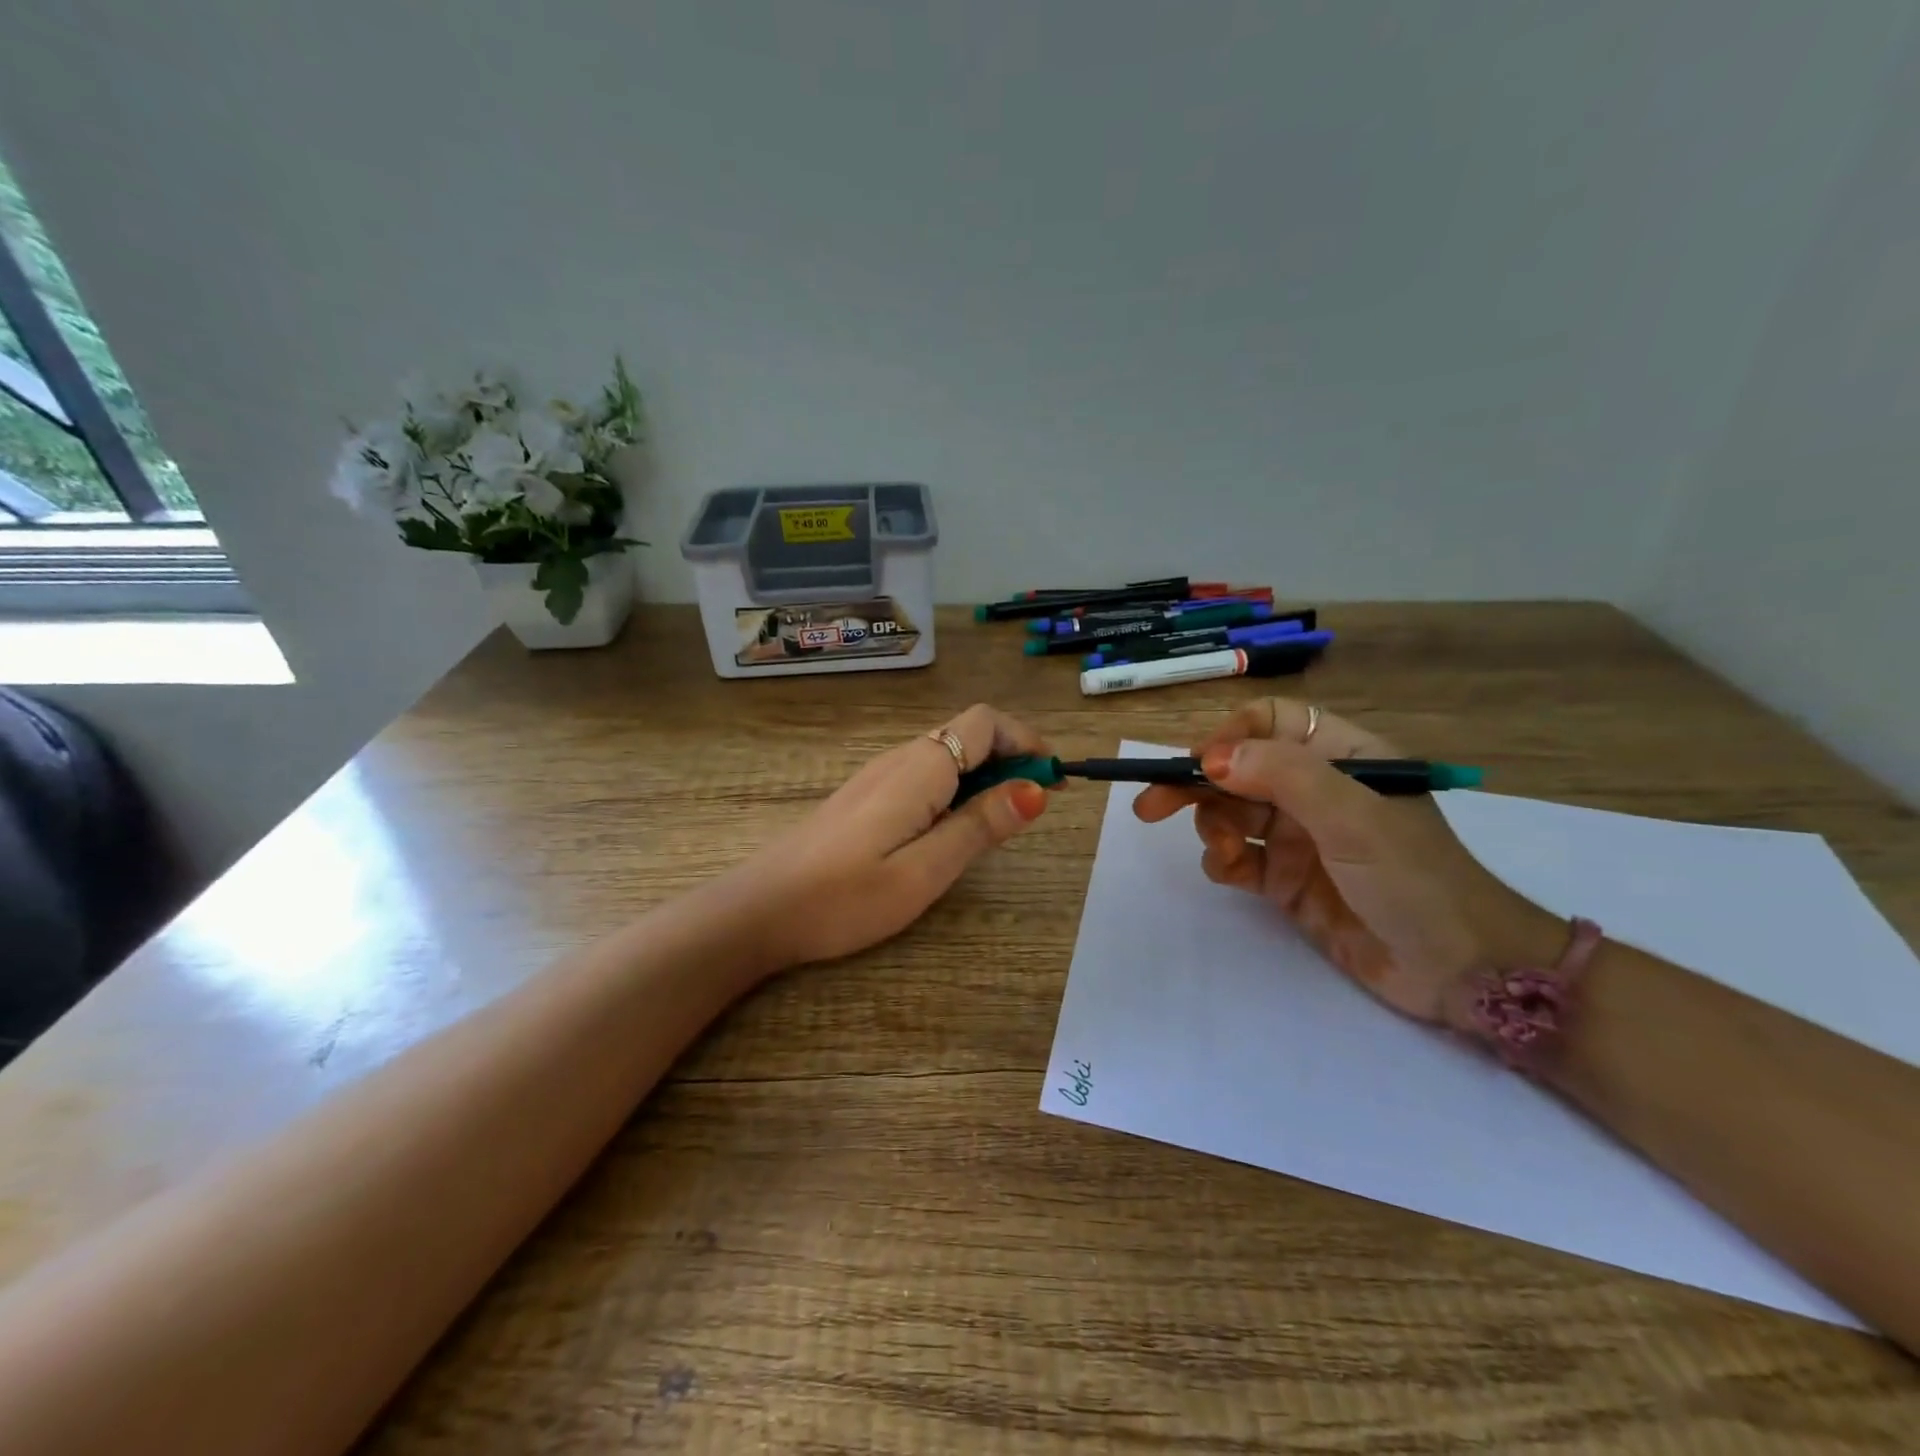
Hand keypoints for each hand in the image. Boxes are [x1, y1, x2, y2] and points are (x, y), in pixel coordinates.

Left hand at [735, 704, 1052, 967]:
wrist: (760, 910)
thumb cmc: (845, 897)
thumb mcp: (925, 871)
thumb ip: (980, 826)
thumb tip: (1036, 790)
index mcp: (920, 768)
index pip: (984, 722)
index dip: (1026, 740)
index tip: (1053, 779)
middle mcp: (899, 759)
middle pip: (966, 734)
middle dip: (1009, 759)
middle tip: (1032, 810)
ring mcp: (876, 775)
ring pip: (944, 755)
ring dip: (982, 775)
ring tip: (997, 825)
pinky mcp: (864, 796)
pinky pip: (923, 775)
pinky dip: (953, 789)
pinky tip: (948, 832)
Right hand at [1134, 698, 1563, 1024]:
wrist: (1462, 972)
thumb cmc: (1415, 878)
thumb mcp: (1353, 816)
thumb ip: (1282, 776)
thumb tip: (1209, 758)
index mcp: (1341, 757)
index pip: (1270, 722)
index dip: (1230, 736)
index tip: (1198, 765)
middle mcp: (1315, 791)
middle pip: (1238, 770)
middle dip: (1195, 785)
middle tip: (1149, 806)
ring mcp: (1300, 838)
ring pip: (1231, 814)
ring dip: (1213, 829)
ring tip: (1225, 855)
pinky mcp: (1287, 881)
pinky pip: (1238, 859)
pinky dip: (1223, 863)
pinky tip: (1228, 874)